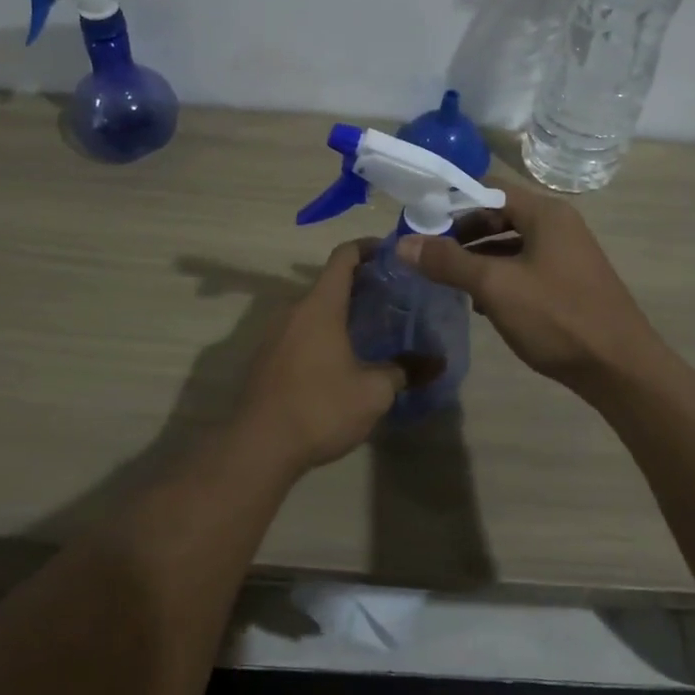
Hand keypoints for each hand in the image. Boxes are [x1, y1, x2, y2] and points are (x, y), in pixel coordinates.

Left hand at [235, 241, 407, 471]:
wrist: (258, 447)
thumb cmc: (320, 407)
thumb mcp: (374, 392)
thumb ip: (405, 371)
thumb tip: (437, 362)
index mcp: (320, 306)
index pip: (344, 257)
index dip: (368, 247)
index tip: (392, 253)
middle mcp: (294, 310)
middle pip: (329, 283)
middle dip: (361, 286)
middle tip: (393, 299)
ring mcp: (274, 334)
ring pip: (313, 310)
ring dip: (341, 313)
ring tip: (372, 330)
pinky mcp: (266, 358)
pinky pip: (300, 332)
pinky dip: (323, 334)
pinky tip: (341, 360)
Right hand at [396, 184, 657, 390]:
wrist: (621, 370)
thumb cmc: (558, 317)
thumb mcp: (495, 286)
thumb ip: (448, 262)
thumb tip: (404, 244)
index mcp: (545, 213)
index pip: (488, 189)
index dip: (451, 202)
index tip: (420, 223)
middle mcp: (558, 225)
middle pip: (499, 216)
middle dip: (462, 234)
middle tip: (429, 255)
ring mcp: (566, 255)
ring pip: (511, 245)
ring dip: (478, 259)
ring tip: (448, 281)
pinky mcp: (569, 283)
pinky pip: (525, 268)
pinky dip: (500, 278)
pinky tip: (482, 305)